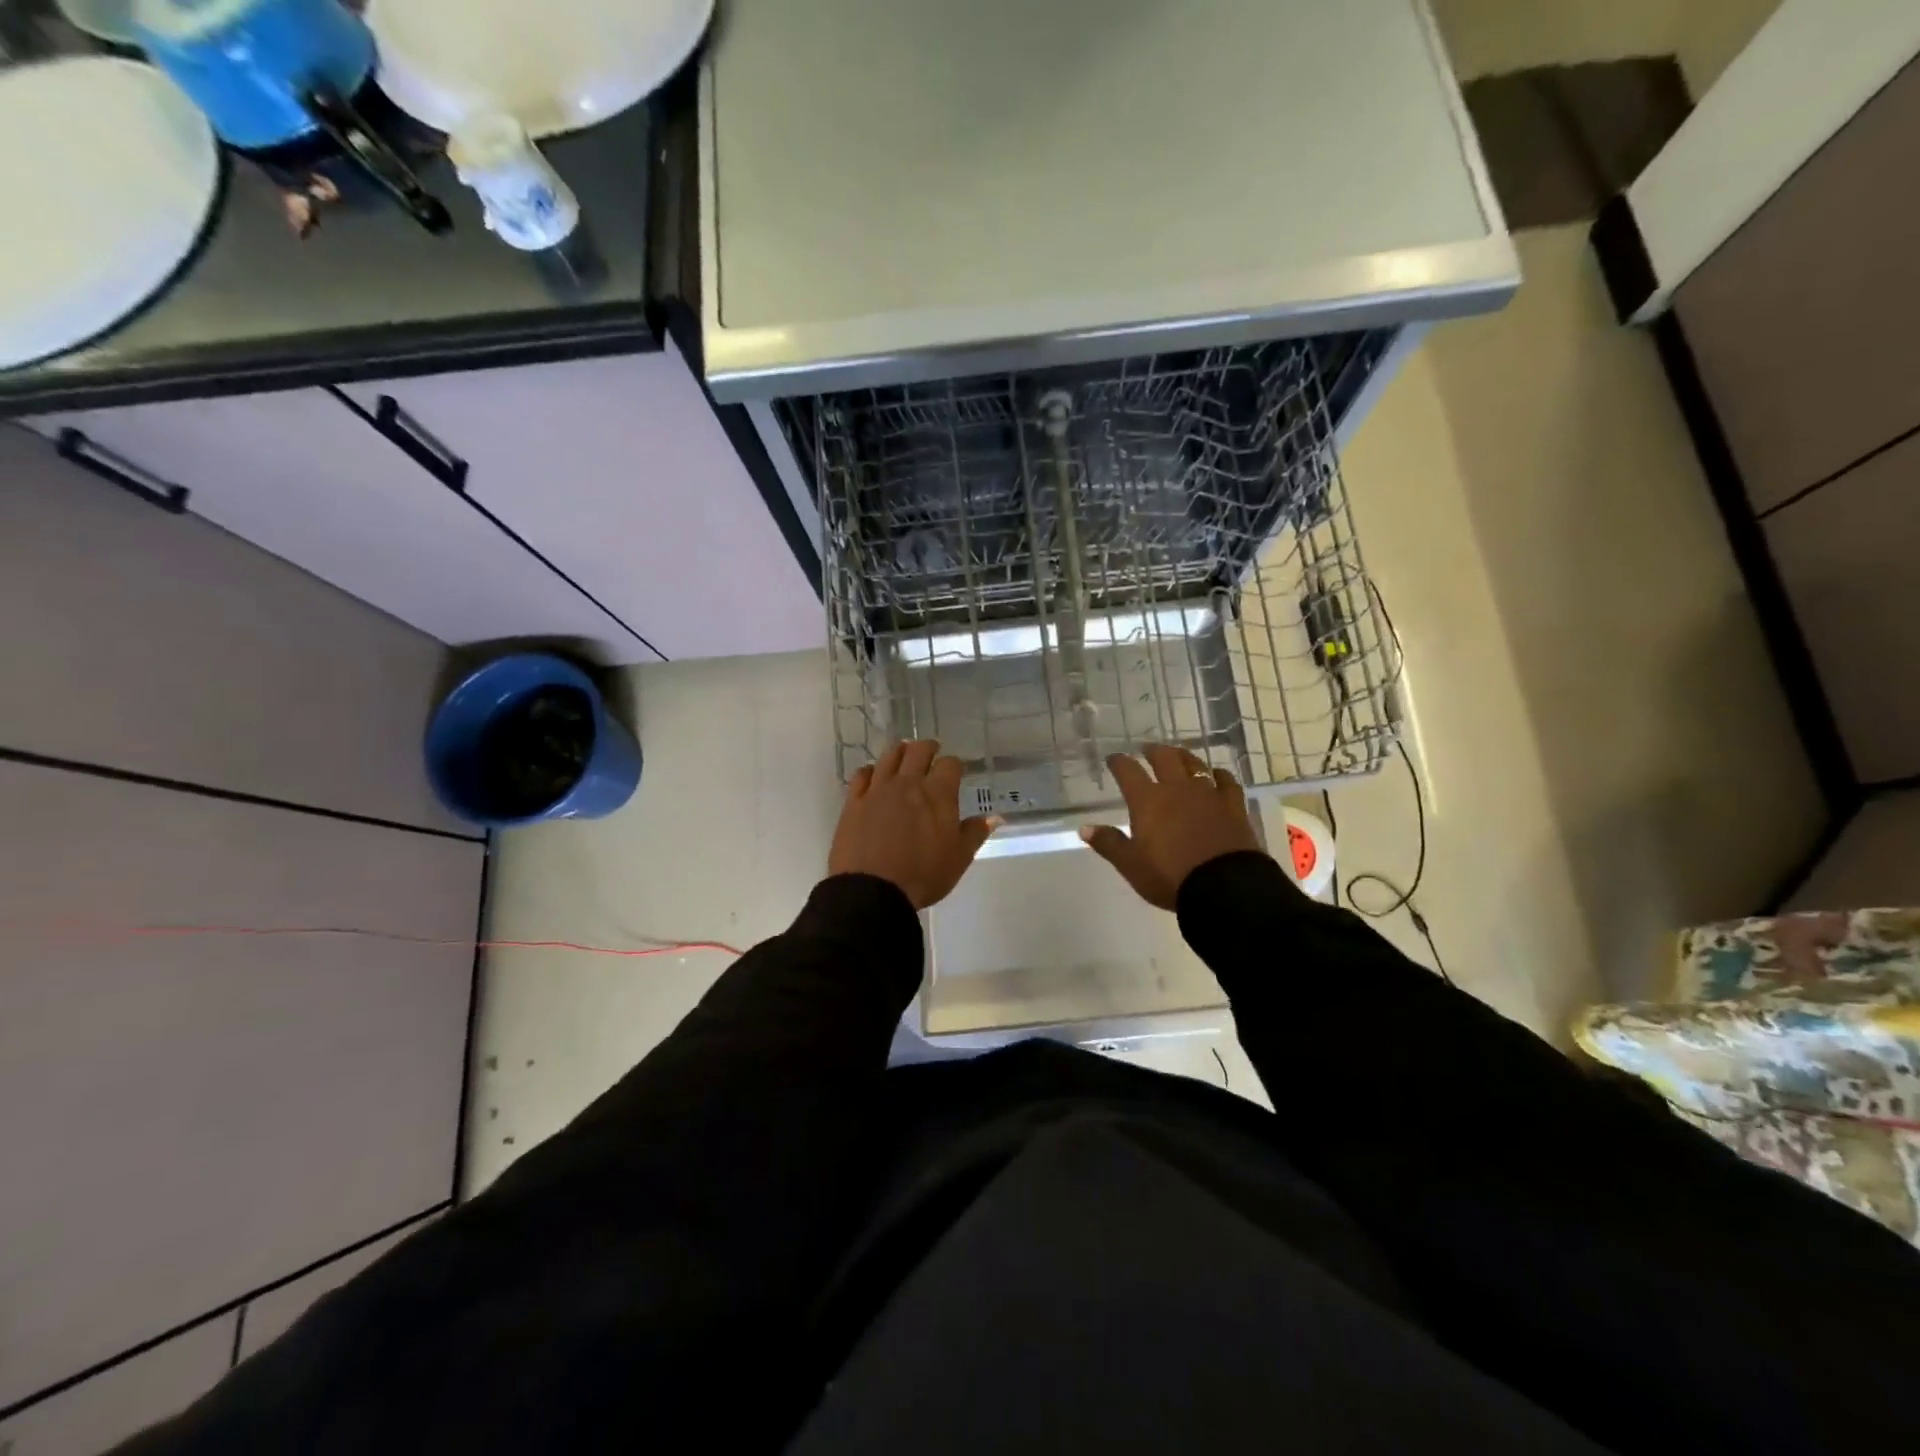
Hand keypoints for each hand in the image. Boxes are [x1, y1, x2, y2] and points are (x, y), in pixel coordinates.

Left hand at [828, 741, 998, 909]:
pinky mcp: (855, 801)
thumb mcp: (959, 858)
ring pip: (889, 756)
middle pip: (918, 751)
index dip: (955, 765)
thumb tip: (994, 817)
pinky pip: (861, 774)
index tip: (956, 770)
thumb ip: (975, 833)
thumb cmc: (923, 874)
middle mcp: (908, 783)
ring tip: (904, 755)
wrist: (873, 890)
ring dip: (900, 752)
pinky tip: (873, 775)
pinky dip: (870, 770)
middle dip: (928, 748)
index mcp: (938, 794)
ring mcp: (878, 789)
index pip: (950, 764)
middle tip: (931, 752)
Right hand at [1081, 744, 1263, 909]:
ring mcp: (1208, 794)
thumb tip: (1084, 828)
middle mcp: (1176, 789)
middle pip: (1164, 758)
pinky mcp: (1233, 806)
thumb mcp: (1131, 865)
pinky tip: (1216, 775)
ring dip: (1183, 757)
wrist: (1224, 886)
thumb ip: (1109, 843)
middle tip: (1147, 750)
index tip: (1113, 759)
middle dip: (1153, 751)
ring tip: (1178, 755)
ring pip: (1195, 765)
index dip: (1119, 762)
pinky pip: (1226, 781)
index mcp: (1147, 800)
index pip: (1128, 771)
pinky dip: (1219, 775)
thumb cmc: (1170, 876)